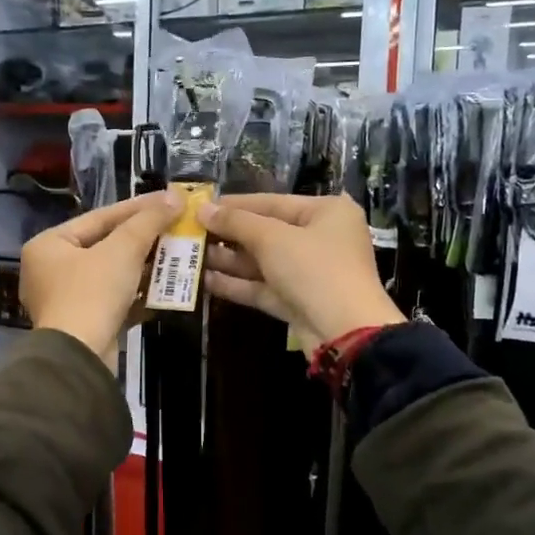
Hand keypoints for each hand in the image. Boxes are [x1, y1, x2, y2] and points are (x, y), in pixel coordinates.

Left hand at [20, 191, 180, 365]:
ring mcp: (65, 299)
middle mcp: (50, 269)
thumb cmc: (93, 293)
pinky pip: (112, 299)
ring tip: (176, 255)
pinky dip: (136, 293)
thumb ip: (148, 221)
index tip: (168, 200)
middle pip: (105, 245)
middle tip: (175, 227)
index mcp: (49, 245)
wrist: (79, 358)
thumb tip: (174, 197)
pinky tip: (164, 288)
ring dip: (143, 266)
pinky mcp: (82, 323)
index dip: (137, 208)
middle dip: (143, 239)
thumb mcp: (123, 250)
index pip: (99, 217)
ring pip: (111, 273)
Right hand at [198, 193, 403, 354]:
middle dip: (227, 235)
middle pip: (265, 232)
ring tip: (189, 256)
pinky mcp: (297, 301)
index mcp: (326, 212)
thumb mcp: (272, 238)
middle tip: (189, 233)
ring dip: (227, 260)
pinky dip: (236, 283)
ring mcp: (309, 273)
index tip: (199, 206)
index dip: (234, 204)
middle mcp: (320, 239)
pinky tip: (204, 280)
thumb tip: (202, 208)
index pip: (272, 201)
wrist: (345, 332)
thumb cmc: (314, 269)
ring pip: (261, 262)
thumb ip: (236, 222)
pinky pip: (262, 286)